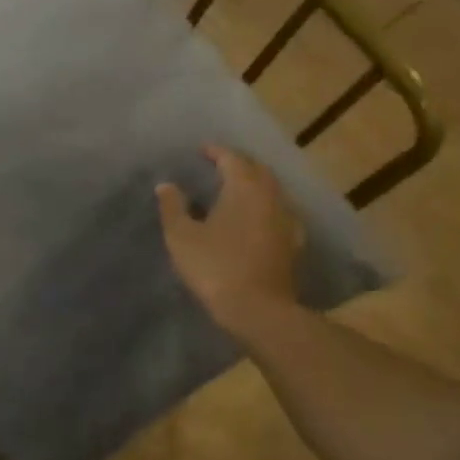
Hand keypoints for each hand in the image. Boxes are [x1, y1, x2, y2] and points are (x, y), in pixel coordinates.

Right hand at [157, 146, 302, 333]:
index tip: (201, 150)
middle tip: (218, 166)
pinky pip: (278, 213)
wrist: (257, 309)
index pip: (232, 158)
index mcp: (244, 188)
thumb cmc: (214, 266)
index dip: (216, 152)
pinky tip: (254, 219)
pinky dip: (264, 207)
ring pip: (271, 191)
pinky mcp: (293, 242)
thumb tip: (166, 185)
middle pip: (258, 171)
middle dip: (239, 164)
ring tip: (233, 190)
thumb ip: (173, 207)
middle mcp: (271, 197)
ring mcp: (287, 220)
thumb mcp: (181, 236)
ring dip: (254, 185)